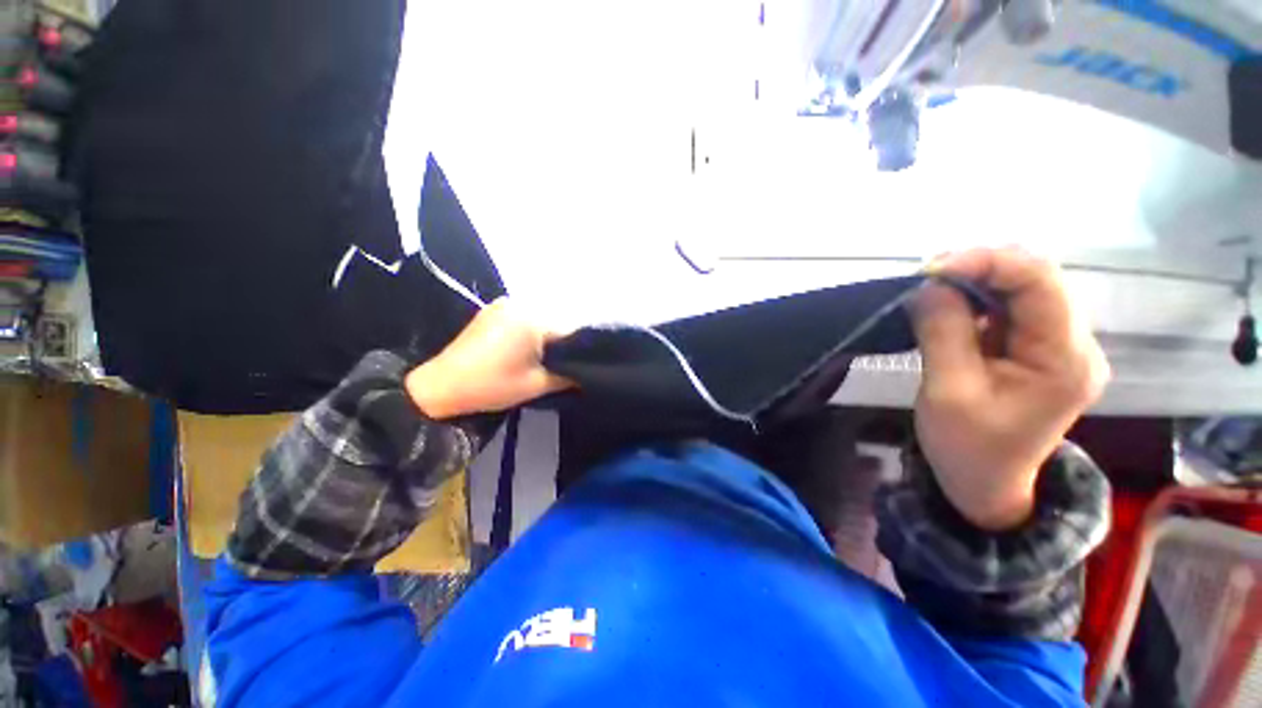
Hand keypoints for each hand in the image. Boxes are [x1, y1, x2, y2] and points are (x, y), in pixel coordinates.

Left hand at [405, 298, 573, 418]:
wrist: (439, 387)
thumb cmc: (491, 386)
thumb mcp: (537, 385)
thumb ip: (570, 376)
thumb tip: (590, 371)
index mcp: (533, 318)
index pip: (572, 330)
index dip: (581, 350)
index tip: (584, 366)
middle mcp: (521, 303)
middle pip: (558, 323)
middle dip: (565, 343)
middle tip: (566, 364)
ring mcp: (505, 304)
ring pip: (543, 320)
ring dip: (549, 338)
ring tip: (548, 359)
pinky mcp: (494, 310)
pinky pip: (527, 318)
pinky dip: (534, 333)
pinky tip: (530, 350)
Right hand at [911, 247, 1109, 529]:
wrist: (985, 484)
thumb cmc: (967, 447)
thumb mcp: (948, 390)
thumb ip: (943, 332)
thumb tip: (930, 284)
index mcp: (1064, 359)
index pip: (1040, 283)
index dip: (987, 262)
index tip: (931, 268)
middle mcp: (1074, 344)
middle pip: (1036, 280)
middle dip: (979, 268)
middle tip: (926, 277)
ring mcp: (1059, 346)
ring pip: (1023, 290)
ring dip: (975, 283)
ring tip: (931, 290)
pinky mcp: (1038, 350)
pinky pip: (1011, 309)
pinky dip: (977, 300)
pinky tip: (950, 308)